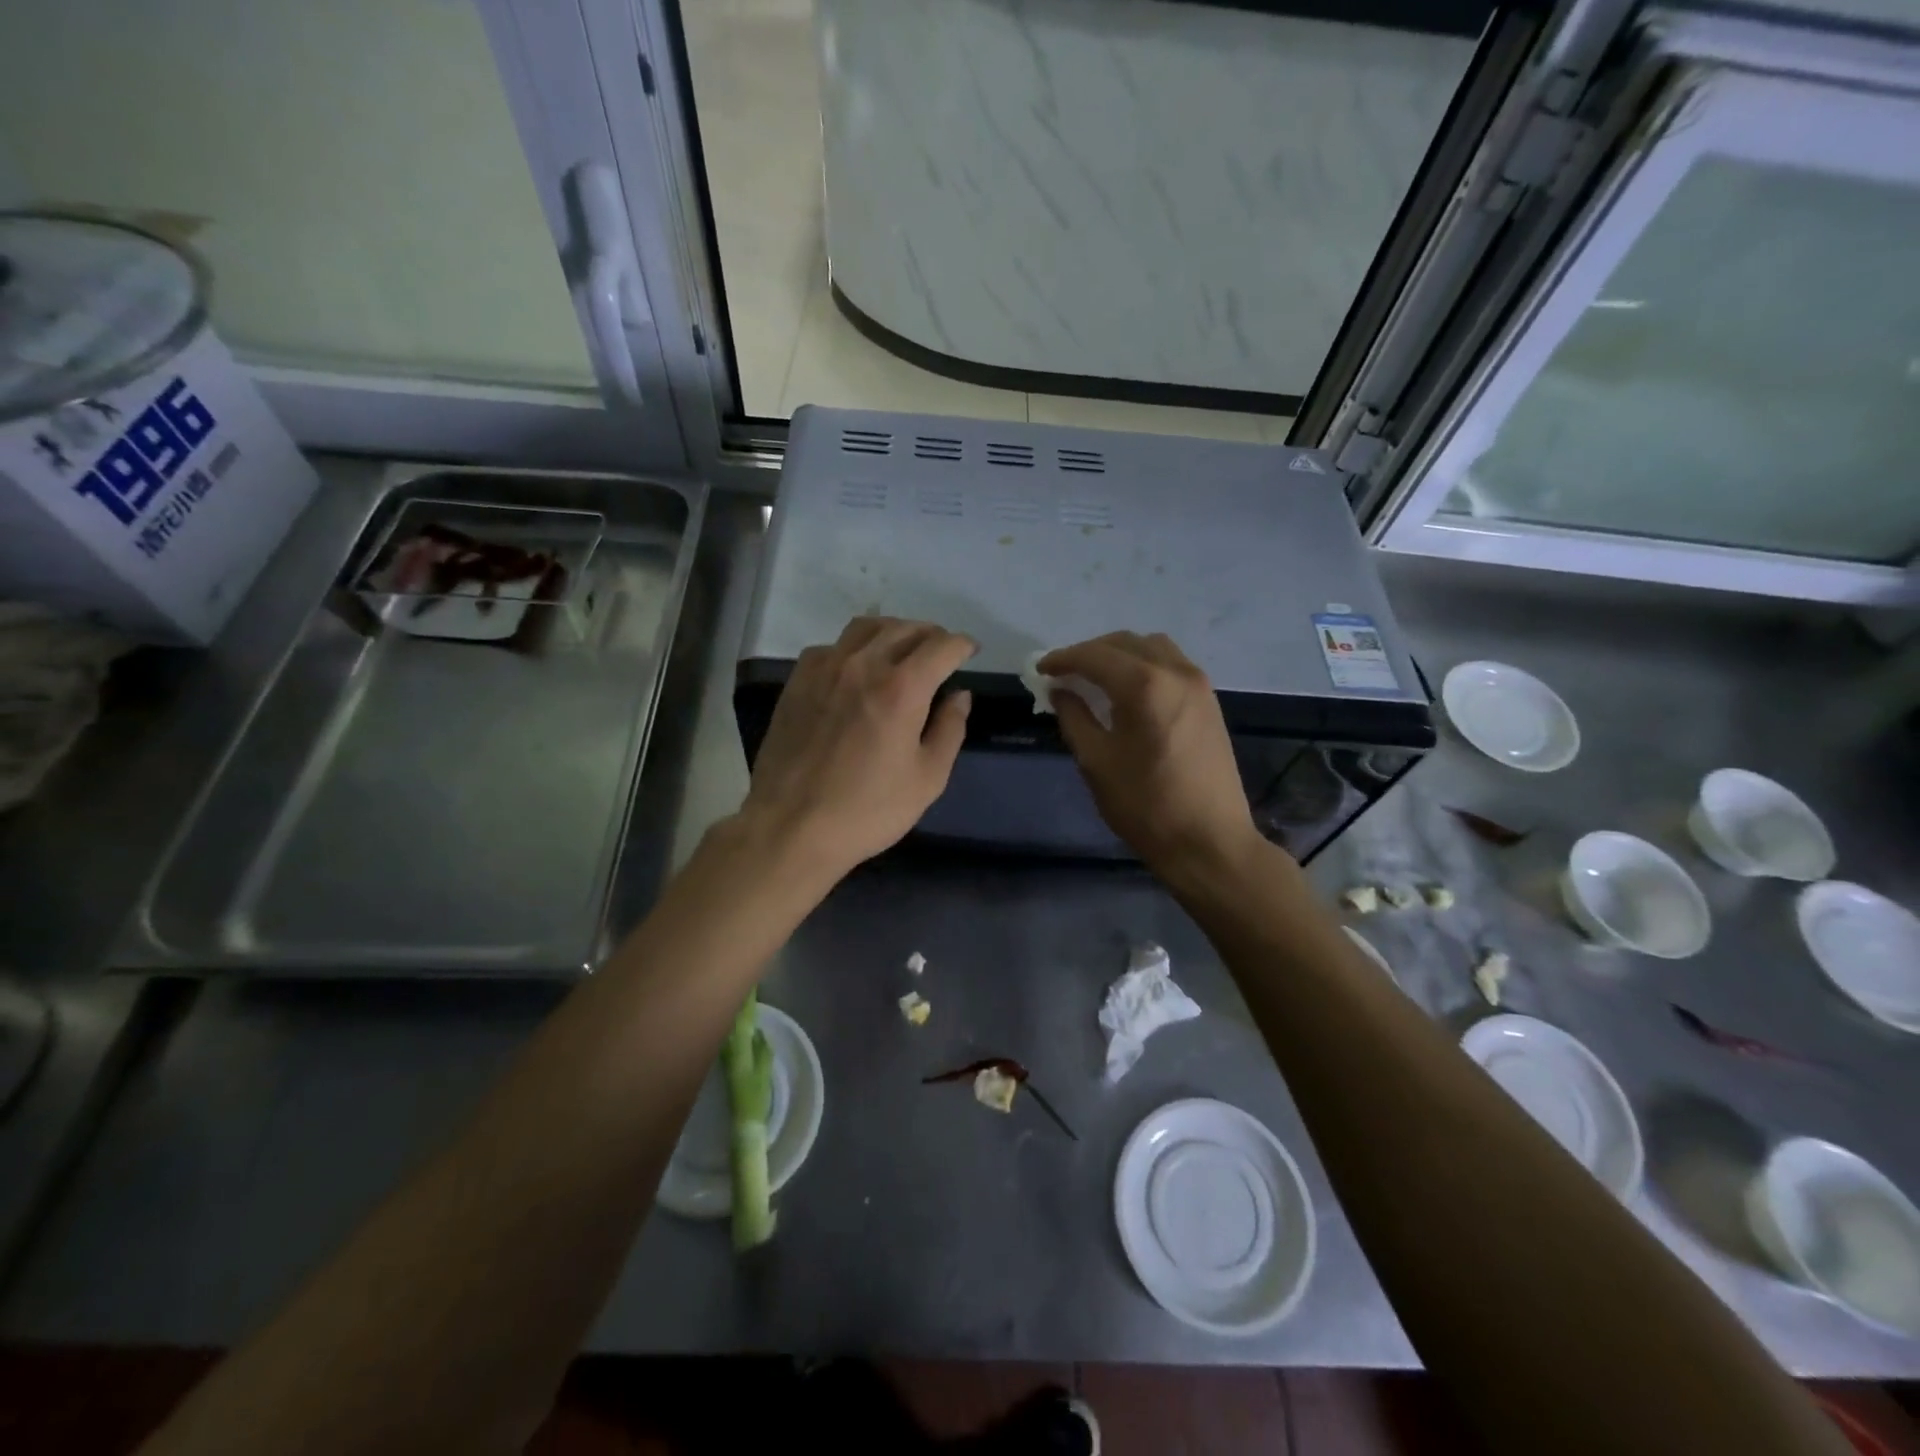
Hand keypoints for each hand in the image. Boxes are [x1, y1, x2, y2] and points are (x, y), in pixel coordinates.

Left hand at [739, 617, 975, 879]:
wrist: (791, 827)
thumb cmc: (868, 810)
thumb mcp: (928, 779)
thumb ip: (949, 729)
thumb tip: (959, 695)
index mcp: (901, 688)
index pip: (941, 646)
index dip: (962, 644)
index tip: (970, 652)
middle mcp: (862, 665)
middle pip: (905, 629)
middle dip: (931, 635)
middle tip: (941, 652)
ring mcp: (824, 669)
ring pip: (866, 628)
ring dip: (893, 632)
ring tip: (903, 650)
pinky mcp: (797, 682)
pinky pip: (831, 647)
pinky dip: (854, 647)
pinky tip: (857, 669)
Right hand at [1039, 632, 1265, 878]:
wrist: (1209, 841)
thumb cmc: (1146, 805)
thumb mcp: (1096, 762)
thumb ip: (1074, 717)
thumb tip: (1060, 691)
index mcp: (1145, 686)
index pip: (1095, 656)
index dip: (1063, 659)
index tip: (1040, 669)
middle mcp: (1176, 672)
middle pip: (1125, 643)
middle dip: (1090, 652)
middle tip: (1064, 674)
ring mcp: (1199, 684)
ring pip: (1152, 648)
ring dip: (1120, 654)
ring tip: (1096, 677)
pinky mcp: (1209, 701)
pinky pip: (1171, 664)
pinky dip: (1144, 665)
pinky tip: (1129, 690)